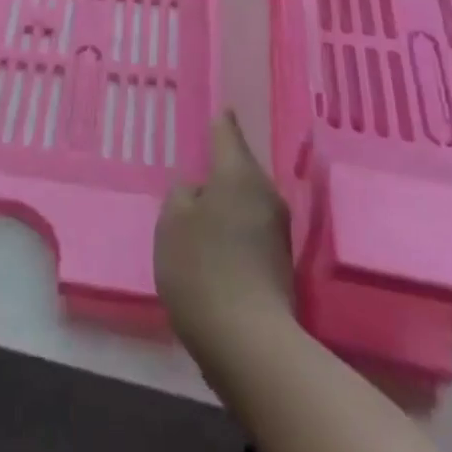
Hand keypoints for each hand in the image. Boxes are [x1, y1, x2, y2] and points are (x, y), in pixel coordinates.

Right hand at [155, 111, 294, 363]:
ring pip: (247, 199)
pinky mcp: (280, 262)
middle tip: (199, 166)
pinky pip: (250, 227)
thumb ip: (182, 196)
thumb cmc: (202, 268)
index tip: (221, 109)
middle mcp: (265, 194)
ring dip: (227, 200)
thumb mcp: (172, 223)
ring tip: (202, 207)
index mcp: (238, 175)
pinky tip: (216, 242)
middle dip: (222, 167)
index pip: (228, 133)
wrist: (248, 342)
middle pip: (240, 168)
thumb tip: (199, 192)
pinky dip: (234, 227)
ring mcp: (278, 230)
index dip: (221, 121)